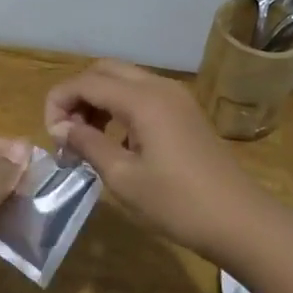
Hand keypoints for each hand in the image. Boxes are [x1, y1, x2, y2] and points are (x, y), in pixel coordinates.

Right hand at [45, 59, 265, 260]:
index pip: (86, 81)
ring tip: (86, 139)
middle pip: (105, 71)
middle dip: (78, 95)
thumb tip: (62, 128)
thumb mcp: (123, 178)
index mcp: (143, 99)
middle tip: (67, 132)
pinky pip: (143, 96)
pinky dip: (120, 109)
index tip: (52, 136)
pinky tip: (117, 143)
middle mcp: (160, 87)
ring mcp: (177, 98)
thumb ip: (88, 145)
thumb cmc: (177, 203)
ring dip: (98, 101)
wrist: (240, 221)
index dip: (59, 102)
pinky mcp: (185, 113)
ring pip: (124, 81)